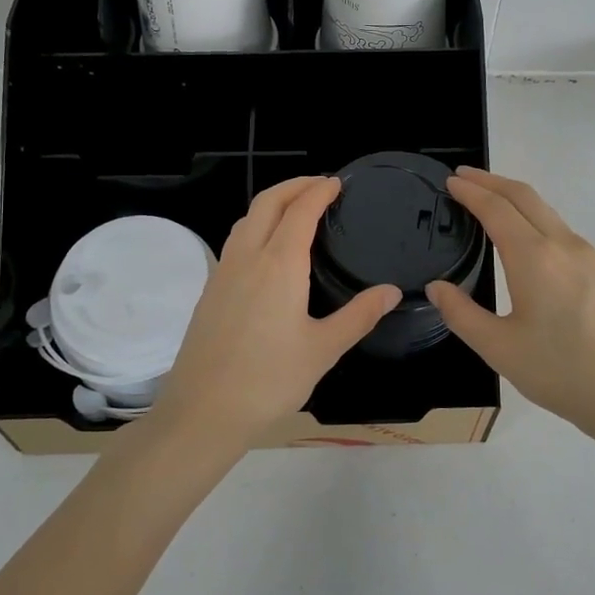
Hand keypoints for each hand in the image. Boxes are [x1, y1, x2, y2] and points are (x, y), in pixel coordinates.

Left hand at [151, 176, 401, 443]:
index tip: (336, 183)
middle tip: (319, 185)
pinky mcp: (209, 290)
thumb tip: (391, 291)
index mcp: (279, 265)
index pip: (300, 211)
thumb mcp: (323, 350)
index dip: (318, 191)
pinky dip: (256, 226)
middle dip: (293, 185)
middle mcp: (247, 257)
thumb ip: (359, 316)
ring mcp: (223, 272)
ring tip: (295, 210)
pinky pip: (235, 241)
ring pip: (246, 219)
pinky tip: (267, 250)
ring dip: (271, 203)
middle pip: (267, 202)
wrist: (204, 411)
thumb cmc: (269, 380)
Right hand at [426, 168, 594, 443]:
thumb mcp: (500, 349)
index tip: (449, 182)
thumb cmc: (563, 373)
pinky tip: (521, 236)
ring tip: (487, 200)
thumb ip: (462, 315)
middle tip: (462, 178)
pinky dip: (531, 216)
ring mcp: (586, 256)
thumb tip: (437, 288)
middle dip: (491, 181)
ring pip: (545, 210)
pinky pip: (558, 227)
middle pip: (524, 196)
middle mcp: (562, 245)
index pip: (496, 208)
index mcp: (534, 258)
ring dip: (513, 196)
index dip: (470, 192)